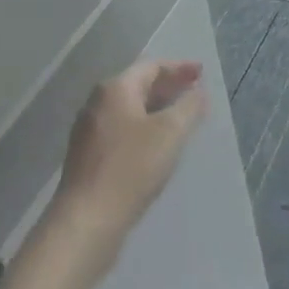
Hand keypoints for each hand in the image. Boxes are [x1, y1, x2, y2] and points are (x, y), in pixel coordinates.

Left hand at [49, 59, 208, 276]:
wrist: (86, 222)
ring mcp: (89, 131)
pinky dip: (143, 129)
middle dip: (168, 87)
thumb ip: (189, 107)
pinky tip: (157, 147)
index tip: (202, 74)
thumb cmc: (131, 168)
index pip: (152, 66)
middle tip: (194, 93)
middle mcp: (97, 103)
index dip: (179, 68)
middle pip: (139, 85)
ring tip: (180, 120)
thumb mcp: (170, 132)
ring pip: (130, 110)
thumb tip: (198, 92)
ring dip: (156, 110)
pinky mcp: (87, 158)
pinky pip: (122, 131)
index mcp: (115, 88)